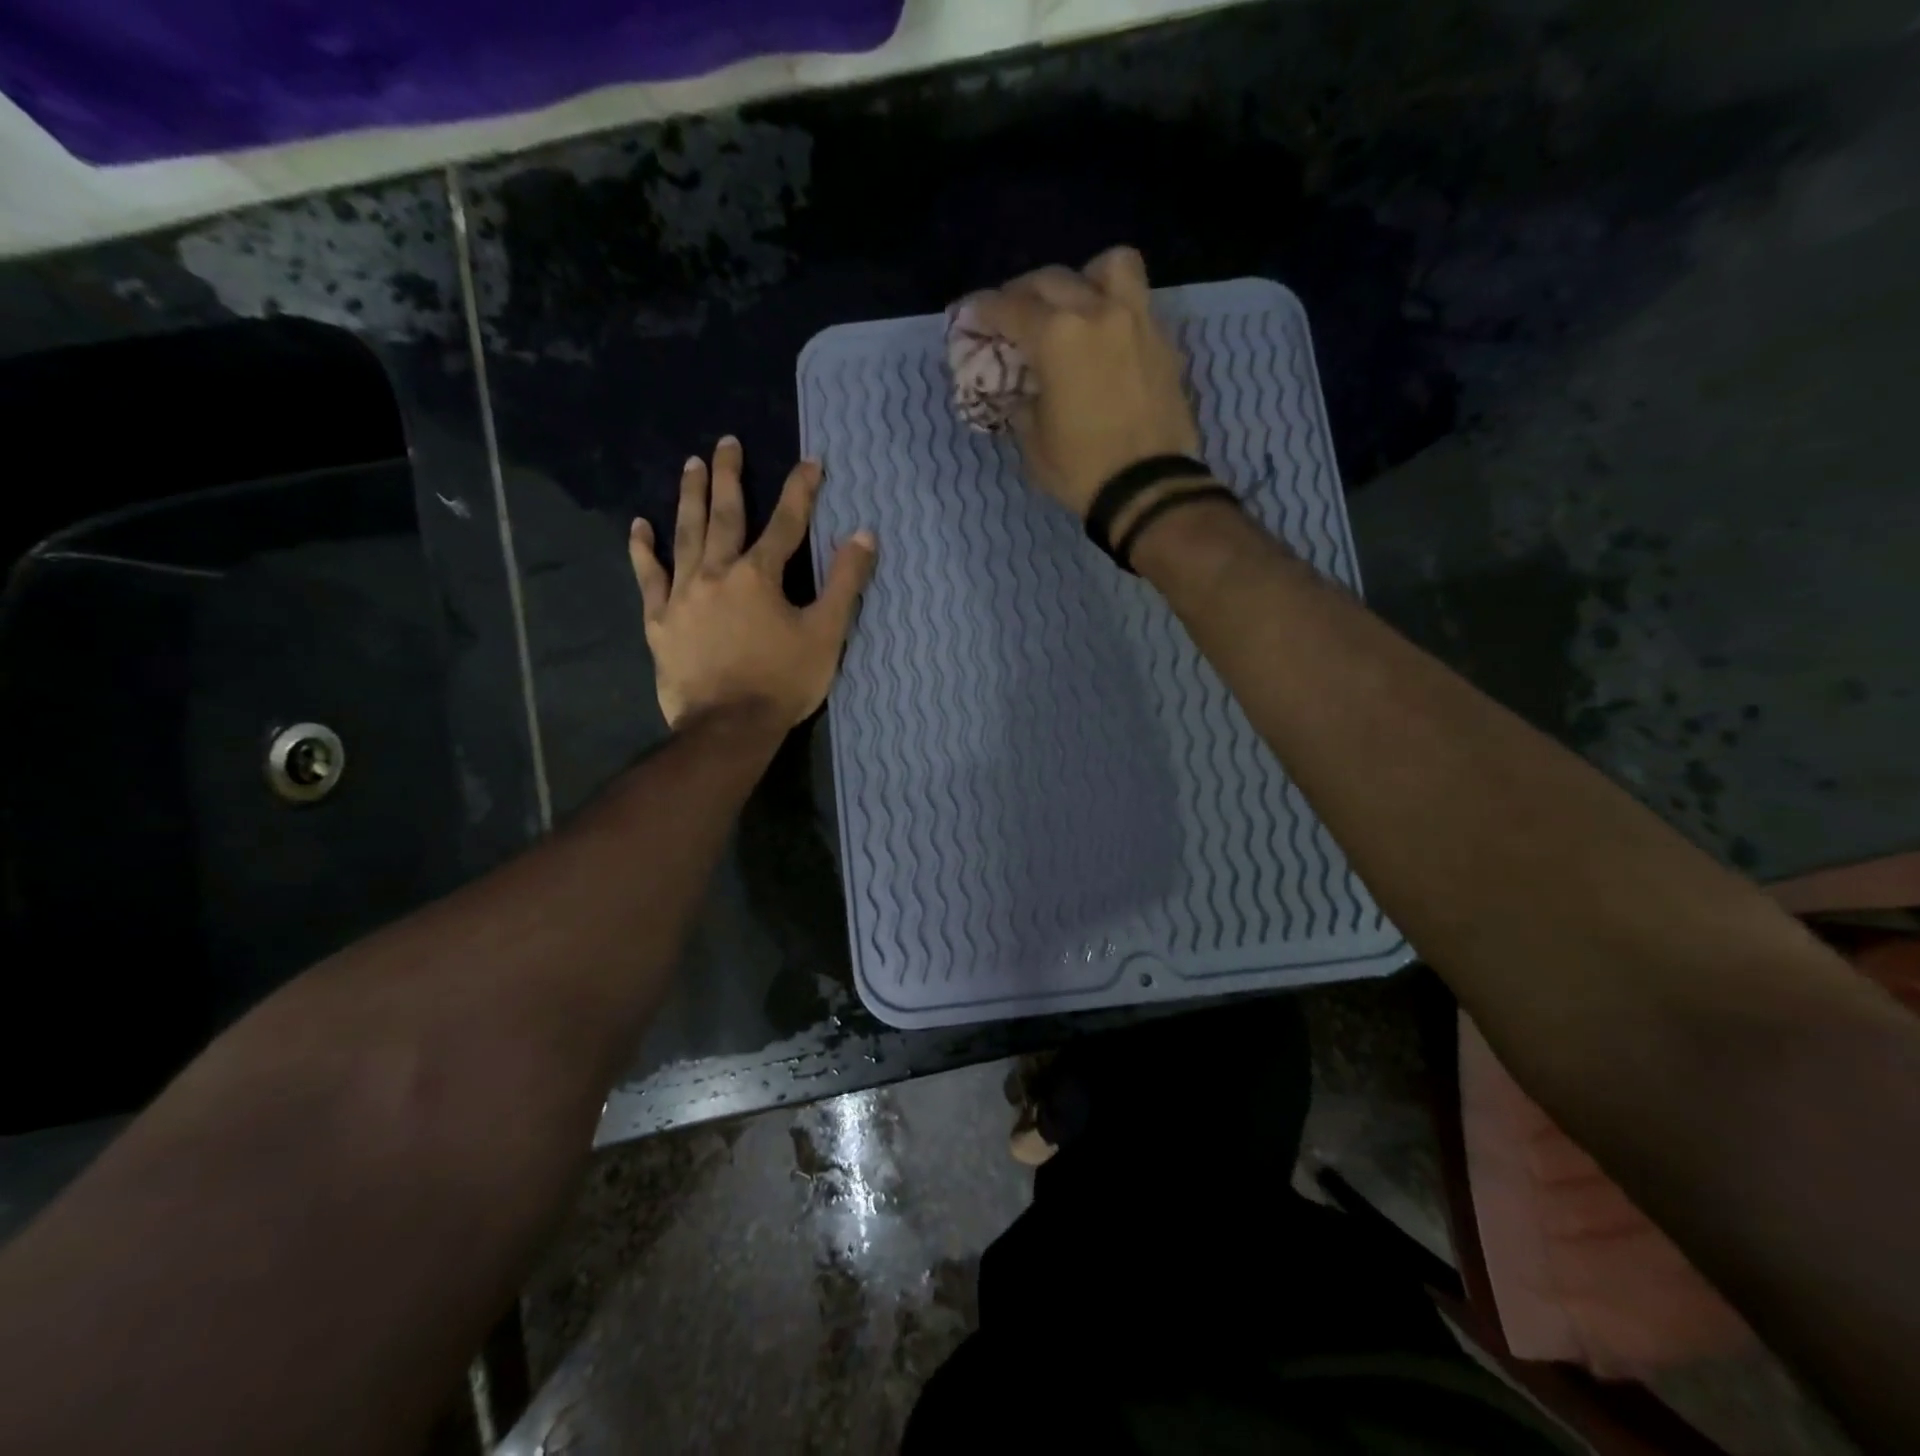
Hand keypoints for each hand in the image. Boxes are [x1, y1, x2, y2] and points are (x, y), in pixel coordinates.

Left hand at [629, 437, 875, 729]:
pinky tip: (638, 527)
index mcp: (760, 575)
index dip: (800, 490)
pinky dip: (643, 551)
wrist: (728, 728)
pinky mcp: (660, 621)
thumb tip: (864, 534)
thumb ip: (846, 583)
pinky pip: (649, 578)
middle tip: (726, 442)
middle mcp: (717, 573)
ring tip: (690, 465)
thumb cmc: (783, 682)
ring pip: (685, 535)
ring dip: (689, 497)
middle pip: (725, 515)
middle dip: (729, 476)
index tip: (810, 462)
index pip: (786, 522)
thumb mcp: (826, 633)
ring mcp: (683, 595)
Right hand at [970, 246, 1201, 517]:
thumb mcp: (1034, 441)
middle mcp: (1097, 312)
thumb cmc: (1081, 469)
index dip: (984, 311)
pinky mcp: (1163, 341)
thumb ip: (1021, 402)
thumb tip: (1020, 389)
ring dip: (1084, 279)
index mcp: (1057, 336)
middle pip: (1052, 280)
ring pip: (1109, 267)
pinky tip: (1103, 338)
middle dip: (1023, 293)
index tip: (971, 317)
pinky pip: (1136, 302)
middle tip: (1012, 316)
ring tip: (1074, 305)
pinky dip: (1114, 308)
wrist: (1148, 489)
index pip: (1010, 308)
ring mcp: (1136, 321)